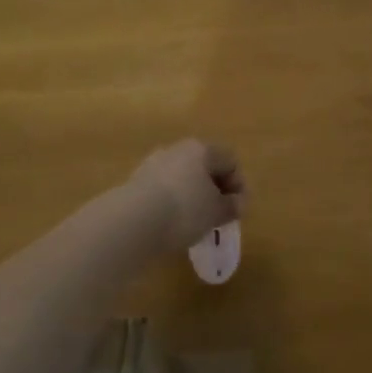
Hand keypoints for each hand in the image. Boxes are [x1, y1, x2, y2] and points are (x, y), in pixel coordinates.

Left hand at [127, 139, 245, 251]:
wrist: (132, 222)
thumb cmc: (185, 210)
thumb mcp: (216, 212)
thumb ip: (232, 206)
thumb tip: (237, 204)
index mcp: (201, 149)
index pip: (230, 160)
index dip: (239, 185)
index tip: (238, 210)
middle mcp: (176, 149)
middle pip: (204, 167)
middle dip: (214, 190)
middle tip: (218, 215)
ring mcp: (152, 164)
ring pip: (182, 178)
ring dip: (192, 197)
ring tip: (194, 223)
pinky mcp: (134, 183)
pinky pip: (163, 191)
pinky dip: (172, 204)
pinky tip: (171, 224)